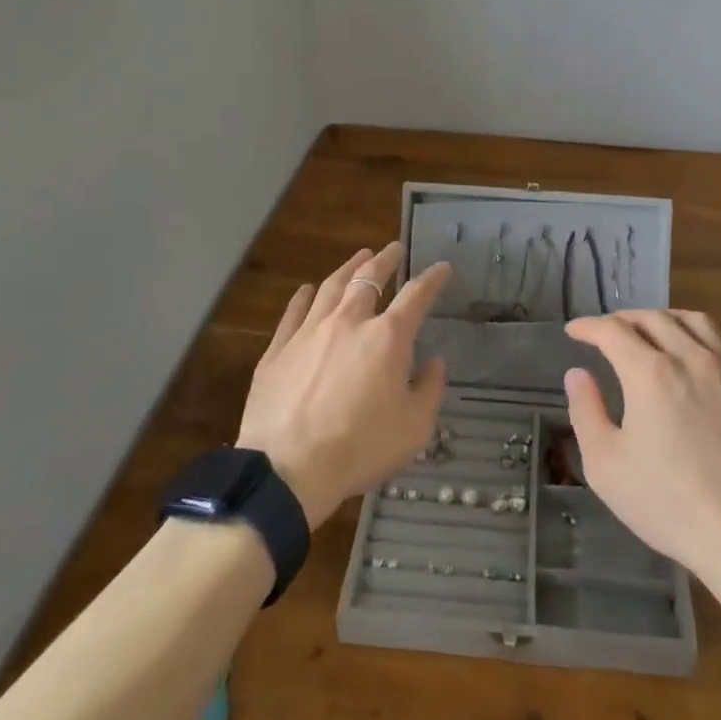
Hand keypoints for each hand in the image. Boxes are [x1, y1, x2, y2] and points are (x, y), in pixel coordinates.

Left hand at [236, 243, 449, 529]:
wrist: (287, 469)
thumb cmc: (359, 448)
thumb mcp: (413, 429)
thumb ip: (429, 390)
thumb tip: (433, 363)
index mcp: (387, 338)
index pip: (416, 296)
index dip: (432, 278)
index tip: (442, 268)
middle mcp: (349, 322)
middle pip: (368, 278)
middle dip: (385, 260)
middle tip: (393, 249)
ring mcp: (309, 331)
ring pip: (331, 286)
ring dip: (348, 268)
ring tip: (358, 257)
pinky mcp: (278, 349)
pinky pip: (294, 311)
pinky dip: (305, 295)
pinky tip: (308, 289)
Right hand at [564, 309, 720, 584]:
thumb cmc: (668, 503)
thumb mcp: (606, 465)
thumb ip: (586, 412)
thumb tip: (578, 374)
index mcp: (649, 372)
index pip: (612, 330)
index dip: (588, 326)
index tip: (573, 331)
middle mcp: (687, 358)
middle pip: (651, 318)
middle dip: (621, 319)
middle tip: (604, 333)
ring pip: (689, 321)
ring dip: (660, 318)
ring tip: (646, 331)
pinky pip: (715, 342)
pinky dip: (690, 335)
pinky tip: (685, 358)